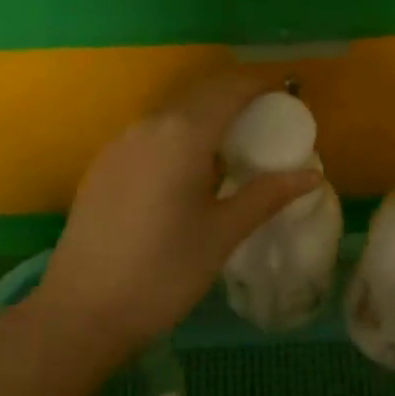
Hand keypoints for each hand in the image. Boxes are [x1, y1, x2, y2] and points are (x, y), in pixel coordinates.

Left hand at [32, 70, 322, 347]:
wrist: (82, 311)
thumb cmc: (163, 272)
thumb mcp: (222, 234)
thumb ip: (267, 195)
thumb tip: (312, 175)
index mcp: (182, 135)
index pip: (228, 90)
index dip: (258, 84)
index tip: (285, 94)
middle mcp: (149, 126)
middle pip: (199, 94)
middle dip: (235, 96)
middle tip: (266, 119)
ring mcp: (120, 143)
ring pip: (172, 112)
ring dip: (205, 114)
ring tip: (232, 144)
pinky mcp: (104, 164)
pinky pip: (151, 133)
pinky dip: (179, 133)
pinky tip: (189, 168)